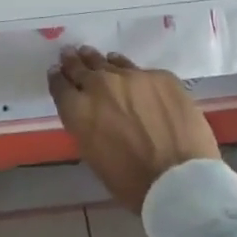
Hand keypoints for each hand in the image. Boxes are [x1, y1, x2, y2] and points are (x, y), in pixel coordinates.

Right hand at [48, 47, 219, 211]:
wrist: (180, 179)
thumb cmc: (131, 182)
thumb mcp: (93, 155)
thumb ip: (85, 125)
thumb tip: (89, 112)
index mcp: (78, 110)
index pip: (59, 85)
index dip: (57, 77)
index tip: (57, 72)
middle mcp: (100, 85)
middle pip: (81, 67)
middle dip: (74, 62)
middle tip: (70, 54)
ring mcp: (132, 76)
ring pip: (110, 62)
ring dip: (100, 62)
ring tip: (95, 57)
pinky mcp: (161, 76)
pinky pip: (141, 70)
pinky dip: (132, 72)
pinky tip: (133, 75)